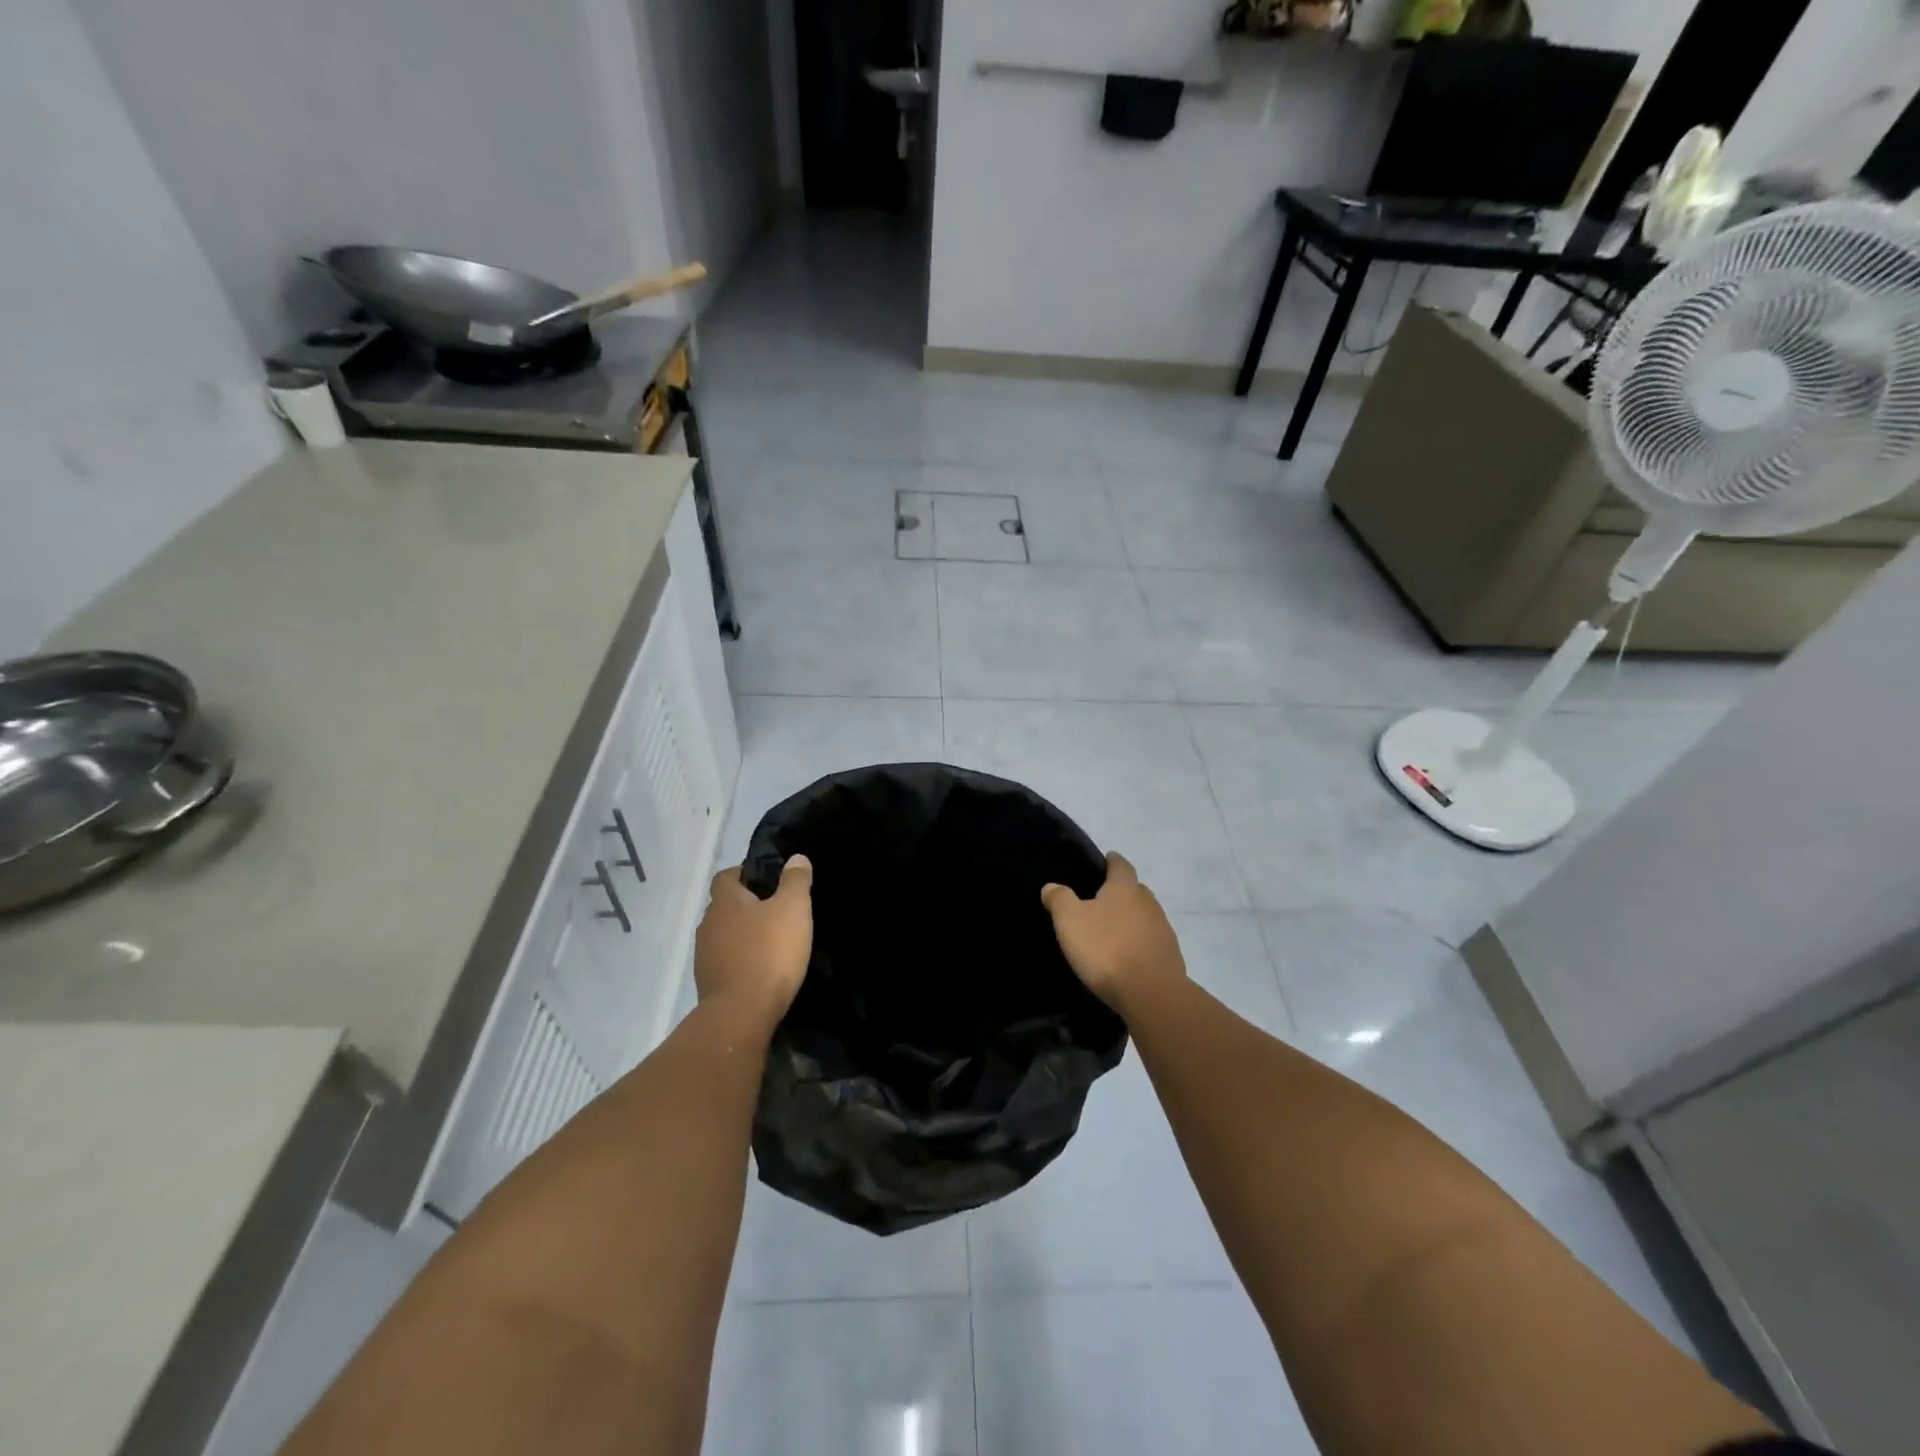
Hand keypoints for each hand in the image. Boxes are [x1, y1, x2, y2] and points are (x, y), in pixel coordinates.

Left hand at [695, 856, 812, 1028]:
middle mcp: (708, 924)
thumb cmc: (769, 953)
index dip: (744, 873)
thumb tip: (796, 858)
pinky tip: (761, 970)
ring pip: (724, 935)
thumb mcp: (793, 910)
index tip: (767, 880)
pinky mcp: (708, 983)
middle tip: (776, 911)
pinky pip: (725, 962)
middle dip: (747, 906)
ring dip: (743, 936)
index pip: (726, 876)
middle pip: (725, 906)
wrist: (740, 1014)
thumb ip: (795, 881)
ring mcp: (704, 956)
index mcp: (725, 902)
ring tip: (771, 943)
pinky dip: (740, 961)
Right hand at [1041, 852, 1185, 1015]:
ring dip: (1131, 920)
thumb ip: (1060, 899)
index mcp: (1125, 888)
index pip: (1121, 865)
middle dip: (1121, 892)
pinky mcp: (1170, 956)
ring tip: (1111, 931)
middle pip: (1135, 890)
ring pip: (1145, 916)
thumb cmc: (1106, 948)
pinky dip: (1139, 943)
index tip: (1105, 861)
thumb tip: (1052, 886)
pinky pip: (1151, 942)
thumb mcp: (1070, 921)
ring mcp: (1163, 930)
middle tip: (1100, 901)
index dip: (1112, 861)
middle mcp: (1149, 903)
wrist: (1151, 993)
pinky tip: (1126, 956)